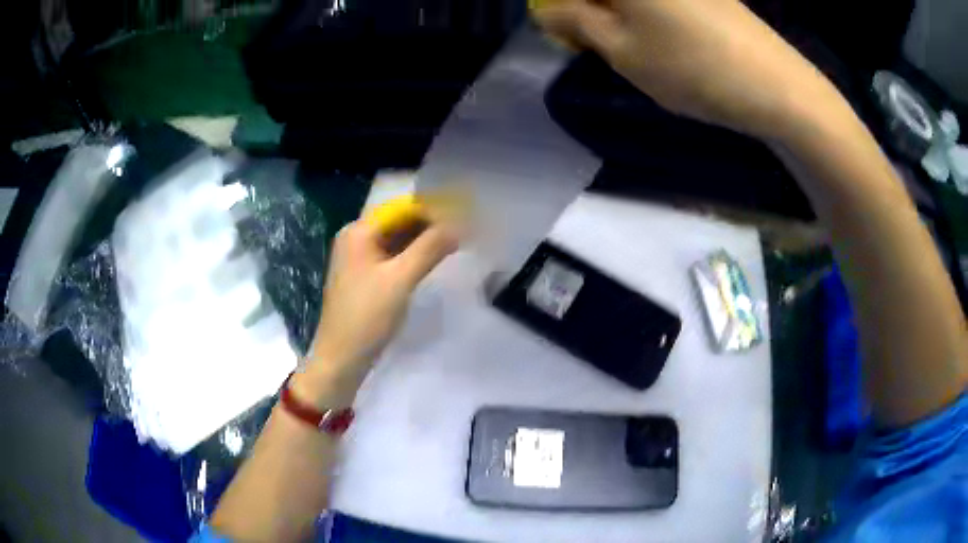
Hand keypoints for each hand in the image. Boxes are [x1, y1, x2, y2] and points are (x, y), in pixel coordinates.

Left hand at [306, 219, 457, 387]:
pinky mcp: (365, 276)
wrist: (341, 358)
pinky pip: (393, 256)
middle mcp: (356, 238)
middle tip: (464, 228)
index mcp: (359, 232)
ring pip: (397, 239)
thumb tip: (461, 223)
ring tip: (456, 240)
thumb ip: (430, 248)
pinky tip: (433, 258)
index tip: (464, 214)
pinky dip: (413, 254)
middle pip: (398, 221)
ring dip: (424, 239)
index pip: (401, 208)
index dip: (433, 209)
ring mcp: (359, 258)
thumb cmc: (367, 316)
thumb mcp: (400, 280)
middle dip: (430, 223)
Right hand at [533, 0, 826, 137]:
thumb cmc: (691, 67)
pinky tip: (660, 37)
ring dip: (614, 11)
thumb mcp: (620, 49)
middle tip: (589, 39)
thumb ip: (573, 21)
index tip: (561, 29)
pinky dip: (645, 13)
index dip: (560, 7)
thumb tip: (546, 9)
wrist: (776, 86)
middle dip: (586, 9)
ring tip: (628, 43)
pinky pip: (660, 1)